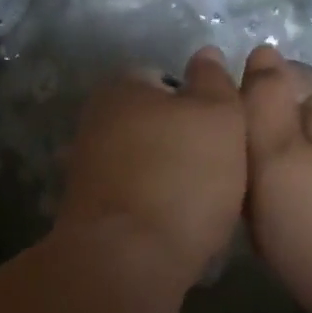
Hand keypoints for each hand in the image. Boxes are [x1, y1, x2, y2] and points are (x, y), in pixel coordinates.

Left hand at [56, 47, 246, 289]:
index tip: (225, 132)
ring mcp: (86, 166)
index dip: (201, 103)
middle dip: (184, 141)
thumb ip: (213, 81)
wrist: (127, 259)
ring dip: (170, 176)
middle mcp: (95, 119)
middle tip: (222, 168)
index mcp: (120, 87)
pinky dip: (154, 204)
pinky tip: (177, 225)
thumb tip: (204, 53)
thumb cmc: (181, 175)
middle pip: (154, 122)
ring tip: (204, 203)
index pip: (166, 79)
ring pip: (144, 161)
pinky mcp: (88, 208)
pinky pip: (133, 195)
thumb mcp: (218, 116)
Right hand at [241, 44, 311, 312]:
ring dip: (271, 175)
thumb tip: (259, 50)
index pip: (268, 82)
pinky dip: (294, 191)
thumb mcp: (273, 155)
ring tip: (266, 213)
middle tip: (249, 194)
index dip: (241, 119)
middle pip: (282, 114)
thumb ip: (260, 97)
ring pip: (293, 146)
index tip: (236, 161)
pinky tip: (289, 222)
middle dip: (257, 151)